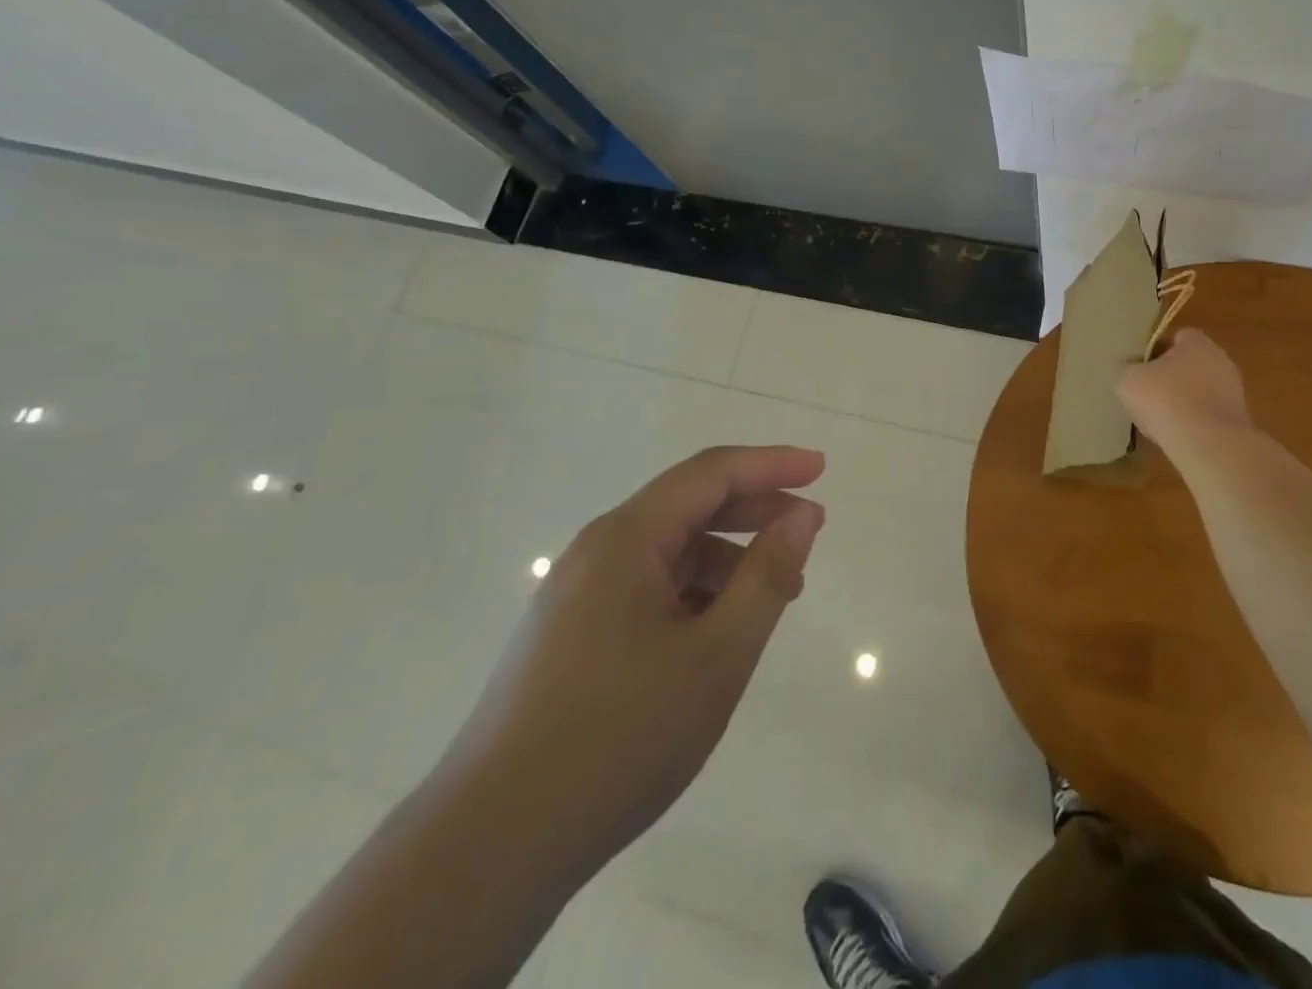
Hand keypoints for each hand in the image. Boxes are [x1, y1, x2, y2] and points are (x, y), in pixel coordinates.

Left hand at [438, 445, 825, 884]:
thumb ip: (766, 577)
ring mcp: (577, 593)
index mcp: (626, 539)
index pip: (711, 474)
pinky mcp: (570, 633)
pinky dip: (693, 592)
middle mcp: (597, 551)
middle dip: (754, 510)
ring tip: (772, 597)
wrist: (491, 846)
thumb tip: (801, 516)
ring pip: (668, 551)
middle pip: (689, 505)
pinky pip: (646, 587)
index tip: (820, 469)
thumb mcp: (717, 655)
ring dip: (726, 558)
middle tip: (808, 532)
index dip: (771, 464)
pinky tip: (717, 633)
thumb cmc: (619, 737)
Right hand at [1117, 328, 1252, 450]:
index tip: (1142, 368)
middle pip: (1191, 363)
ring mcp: (1234, 390)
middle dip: (1172, 376)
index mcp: (1197, 343)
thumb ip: (1125, 368)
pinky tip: (1179, 436)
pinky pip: (1210, 414)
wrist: (1208, 443)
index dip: (1157, 350)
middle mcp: (1221, 360)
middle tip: (1149, 393)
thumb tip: (1127, 366)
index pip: (1178, 337)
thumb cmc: (1165, 400)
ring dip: (1185, 400)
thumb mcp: (1127, 380)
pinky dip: (1196, 422)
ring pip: (1202, 390)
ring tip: (1162, 419)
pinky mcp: (1238, 419)